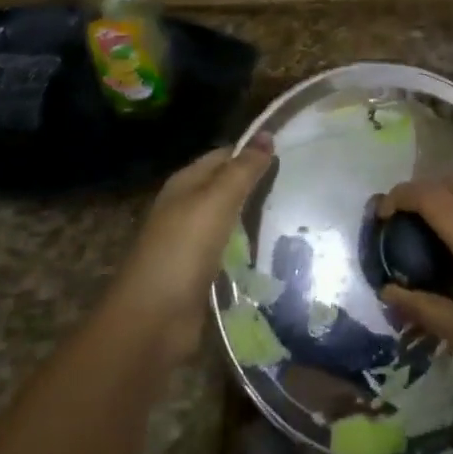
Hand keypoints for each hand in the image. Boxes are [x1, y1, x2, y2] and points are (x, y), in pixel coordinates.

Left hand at [111, 136, 274, 365]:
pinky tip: (274, 249)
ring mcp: (191, 242)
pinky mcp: (200, 273)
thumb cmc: (183, 250)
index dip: (253, 152)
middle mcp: (186, 208)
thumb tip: (267, 133)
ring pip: (230, 220)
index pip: (223, 156)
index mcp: (185, 183)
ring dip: (255, 217)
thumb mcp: (216, 201)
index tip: (291, 153)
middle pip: (226, 187)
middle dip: (257, 185)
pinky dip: (249, 247)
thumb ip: (243, 170)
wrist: (152, 320)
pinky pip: (230, 250)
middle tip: (299, 185)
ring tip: (295, 215)